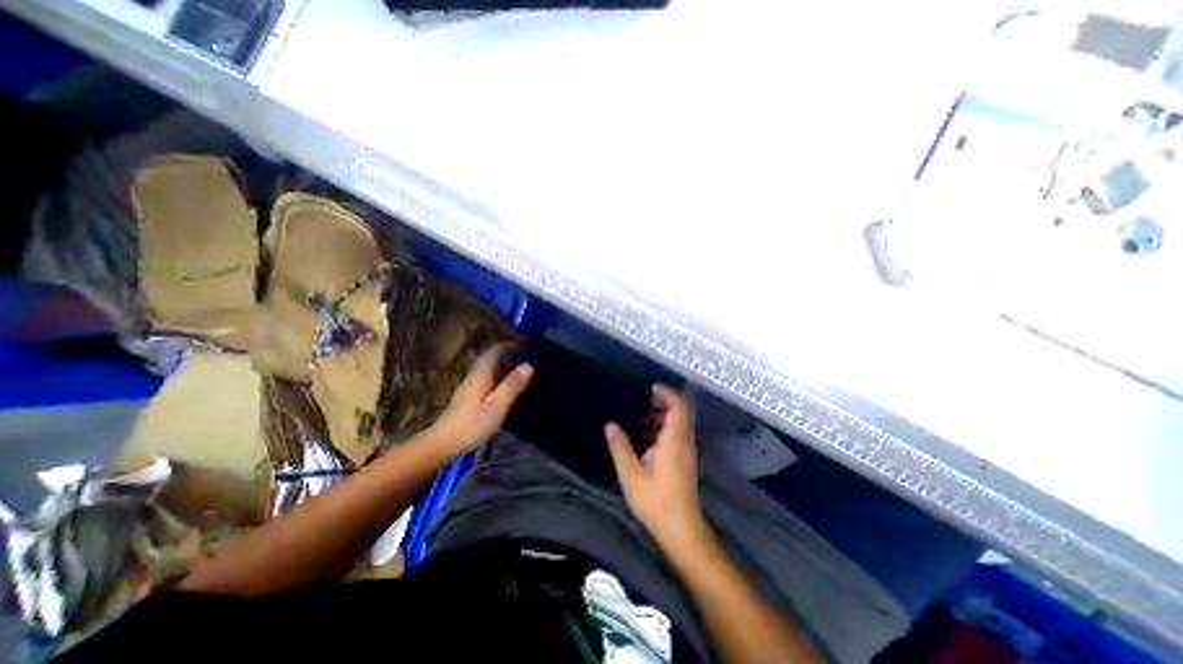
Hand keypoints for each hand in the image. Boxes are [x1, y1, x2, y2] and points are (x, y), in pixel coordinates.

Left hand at [424, 347, 531, 454]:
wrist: (443, 444)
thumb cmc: (472, 424)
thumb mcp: (497, 405)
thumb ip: (512, 385)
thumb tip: (530, 365)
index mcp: (482, 373)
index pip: (496, 349)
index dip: (512, 345)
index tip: (529, 347)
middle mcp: (475, 375)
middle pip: (493, 358)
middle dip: (511, 356)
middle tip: (531, 360)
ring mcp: (471, 386)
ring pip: (491, 369)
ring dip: (506, 367)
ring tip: (525, 373)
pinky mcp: (470, 397)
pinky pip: (489, 380)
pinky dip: (500, 379)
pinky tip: (509, 389)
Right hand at [604, 385, 704, 550]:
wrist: (681, 531)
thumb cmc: (656, 501)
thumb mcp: (631, 474)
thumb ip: (620, 447)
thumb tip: (610, 425)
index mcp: (674, 440)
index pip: (678, 406)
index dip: (667, 393)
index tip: (651, 387)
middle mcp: (684, 442)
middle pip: (680, 413)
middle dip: (663, 404)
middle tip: (642, 403)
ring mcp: (687, 453)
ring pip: (679, 425)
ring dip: (662, 418)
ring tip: (640, 423)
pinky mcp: (685, 462)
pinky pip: (677, 436)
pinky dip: (663, 431)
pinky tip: (645, 443)